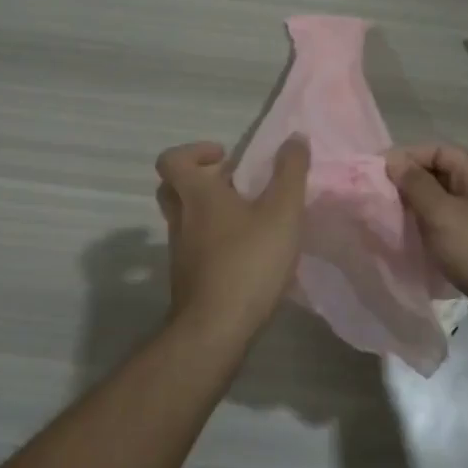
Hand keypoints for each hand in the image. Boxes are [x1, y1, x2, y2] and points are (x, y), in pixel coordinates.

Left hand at [154, 137, 310, 335]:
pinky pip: (195, 246)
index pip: (172, 160)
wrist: (215, 330)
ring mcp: (181, 252)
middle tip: (234, 184)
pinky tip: (246, 253)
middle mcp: (181, 220)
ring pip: (185, 219)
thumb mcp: (282, 212)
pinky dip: (214, 240)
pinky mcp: (188, 279)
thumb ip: (290, 172)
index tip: (227, 158)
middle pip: (174, 188)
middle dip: (201, 180)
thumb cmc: (248, 262)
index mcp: (197, 196)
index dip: (195, 152)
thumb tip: (295, 137)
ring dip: (209, 211)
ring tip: (249, 219)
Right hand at [388, 142, 467, 345]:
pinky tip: (413, 251)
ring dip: (418, 215)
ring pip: (445, 209)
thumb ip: (417, 186)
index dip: (406, 157)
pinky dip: (432, 238)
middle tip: (377, 202)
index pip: (438, 151)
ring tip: (388, 226)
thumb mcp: (445, 216)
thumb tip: (394, 160)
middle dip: (409, 187)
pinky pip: (453, 235)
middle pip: (441, 178)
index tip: (375, 174)